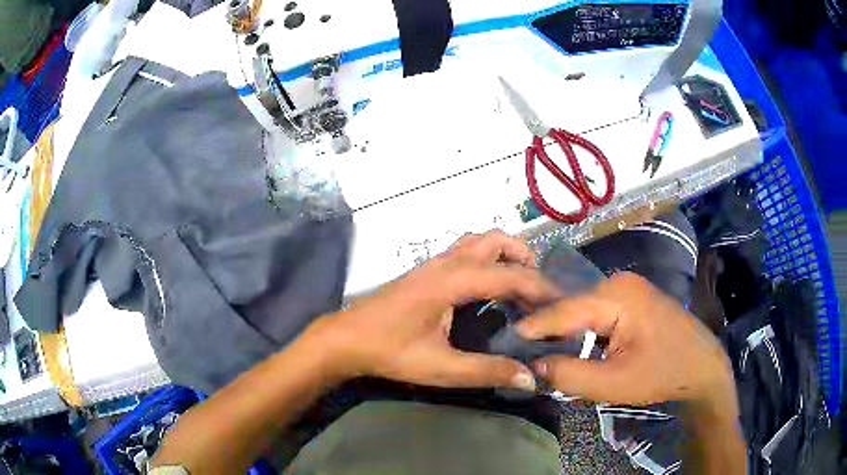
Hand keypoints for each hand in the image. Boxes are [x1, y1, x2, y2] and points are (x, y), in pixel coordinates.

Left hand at [302, 231, 559, 389]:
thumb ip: (487, 371)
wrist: (346, 338)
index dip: (540, 288)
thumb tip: (529, 378)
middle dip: (524, 259)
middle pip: (495, 241)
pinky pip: (466, 252)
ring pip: (479, 241)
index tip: (562, 303)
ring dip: (505, 255)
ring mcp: (434, 263)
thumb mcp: (440, 367)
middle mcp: (446, 263)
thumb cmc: (390, 351)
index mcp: (452, 280)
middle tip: (539, 291)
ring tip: (520, 286)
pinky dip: (488, 260)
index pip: (509, 275)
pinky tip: (489, 289)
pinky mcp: (426, 271)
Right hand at [516, 273, 736, 409]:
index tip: (503, 340)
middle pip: (571, 303)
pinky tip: (565, 341)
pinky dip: (578, 327)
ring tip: (533, 345)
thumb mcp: (614, 383)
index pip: (563, 309)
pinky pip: (596, 310)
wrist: (701, 367)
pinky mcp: (632, 298)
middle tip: (516, 346)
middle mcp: (619, 282)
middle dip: (544, 327)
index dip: (532, 326)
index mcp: (617, 295)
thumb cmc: (662, 374)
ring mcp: (627, 288)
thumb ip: (569, 374)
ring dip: (561, 328)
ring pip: (582, 307)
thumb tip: (533, 364)